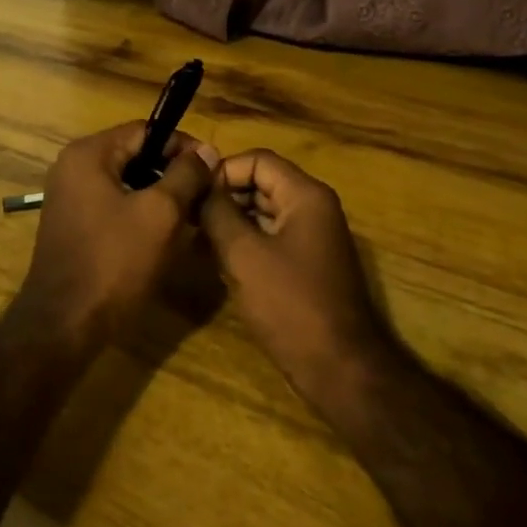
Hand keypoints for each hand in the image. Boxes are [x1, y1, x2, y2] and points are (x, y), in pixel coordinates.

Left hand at [16, 124, 218, 347]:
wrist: (65, 323)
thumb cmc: (114, 262)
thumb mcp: (160, 214)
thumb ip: (186, 175)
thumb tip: (207, 151)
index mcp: (88, 154)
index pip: (145, 131)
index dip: (182, 145)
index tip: (213, 168)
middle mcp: (72, 167)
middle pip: (134, 154)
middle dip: (172, 171)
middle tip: (205, 194)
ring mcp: (69, 197)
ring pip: (126, 182)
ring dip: (158, 194)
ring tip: (190, 215)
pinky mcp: (73, 224)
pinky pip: (113, 204)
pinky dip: (139, 212)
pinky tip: (162, 235)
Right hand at [200, 150, 394, 406]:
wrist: (338, 367)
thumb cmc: (290, 304)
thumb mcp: (244, 254)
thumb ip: (218, 212)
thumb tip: (199, 184)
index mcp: (305, 196)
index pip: (258, 160)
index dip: (222, 171)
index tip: (192, 194)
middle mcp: (313, 208)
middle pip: (261, 182)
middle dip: (224, 195)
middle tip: (188, 216)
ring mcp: (312, 237)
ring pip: (263, 211)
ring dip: (230, 219)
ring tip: (195, 237)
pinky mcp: (306, 263)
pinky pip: (270, 236)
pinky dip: (244, 240)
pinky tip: (216, 258)